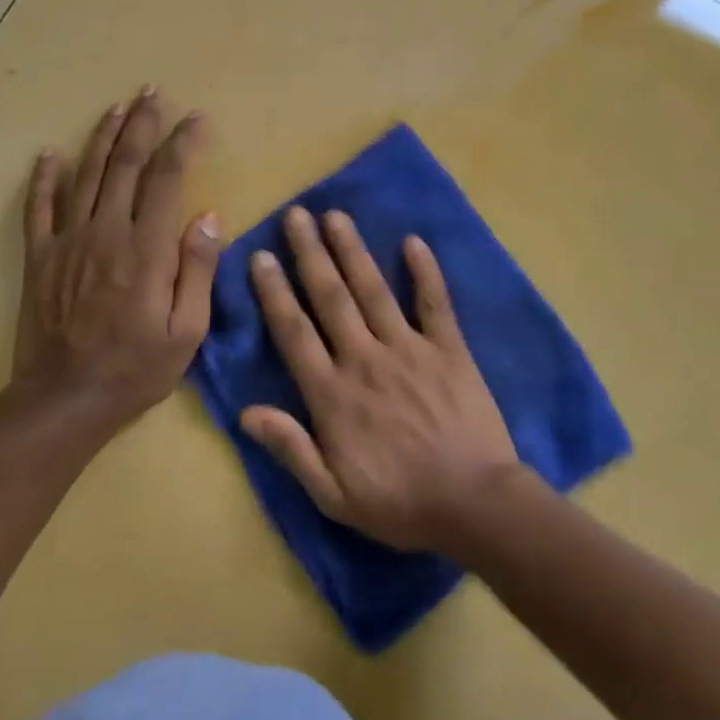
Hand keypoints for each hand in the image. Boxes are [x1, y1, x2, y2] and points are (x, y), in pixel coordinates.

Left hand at [4, 89, 220, 433]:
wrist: (64, 400)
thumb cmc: (136, 370)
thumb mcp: (187, 331)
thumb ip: (197, 270)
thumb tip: (207, 216)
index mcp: (147, 250)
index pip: (167, 179)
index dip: (183, 144)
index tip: (197, 120)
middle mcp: (106, 233)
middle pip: (125, 165)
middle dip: (142, 125)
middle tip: (153, 93)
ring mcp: (67, 242)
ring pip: (86, 175)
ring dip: (102, 137)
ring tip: (117, 108)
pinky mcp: (40, 258)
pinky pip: (39, 208)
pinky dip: (44, 178)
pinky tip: (50, 153)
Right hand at [241, 206, 522, 551]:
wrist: (473, 504)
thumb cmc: (399, 503)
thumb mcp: (332, 494)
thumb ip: (290, 449)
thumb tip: (246, 412)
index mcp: (333, 394)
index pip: (294, 332)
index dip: (275, 292)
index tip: (261, 256)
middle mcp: (365, 359)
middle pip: (330, 297)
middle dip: (310, 253)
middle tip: (296, 215)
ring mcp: (409, 349)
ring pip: (373, 290)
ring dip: (353, 250)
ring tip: (336, 216)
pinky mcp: (449, 350)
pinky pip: (435, 303)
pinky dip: (425, 272)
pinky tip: (414, 242)